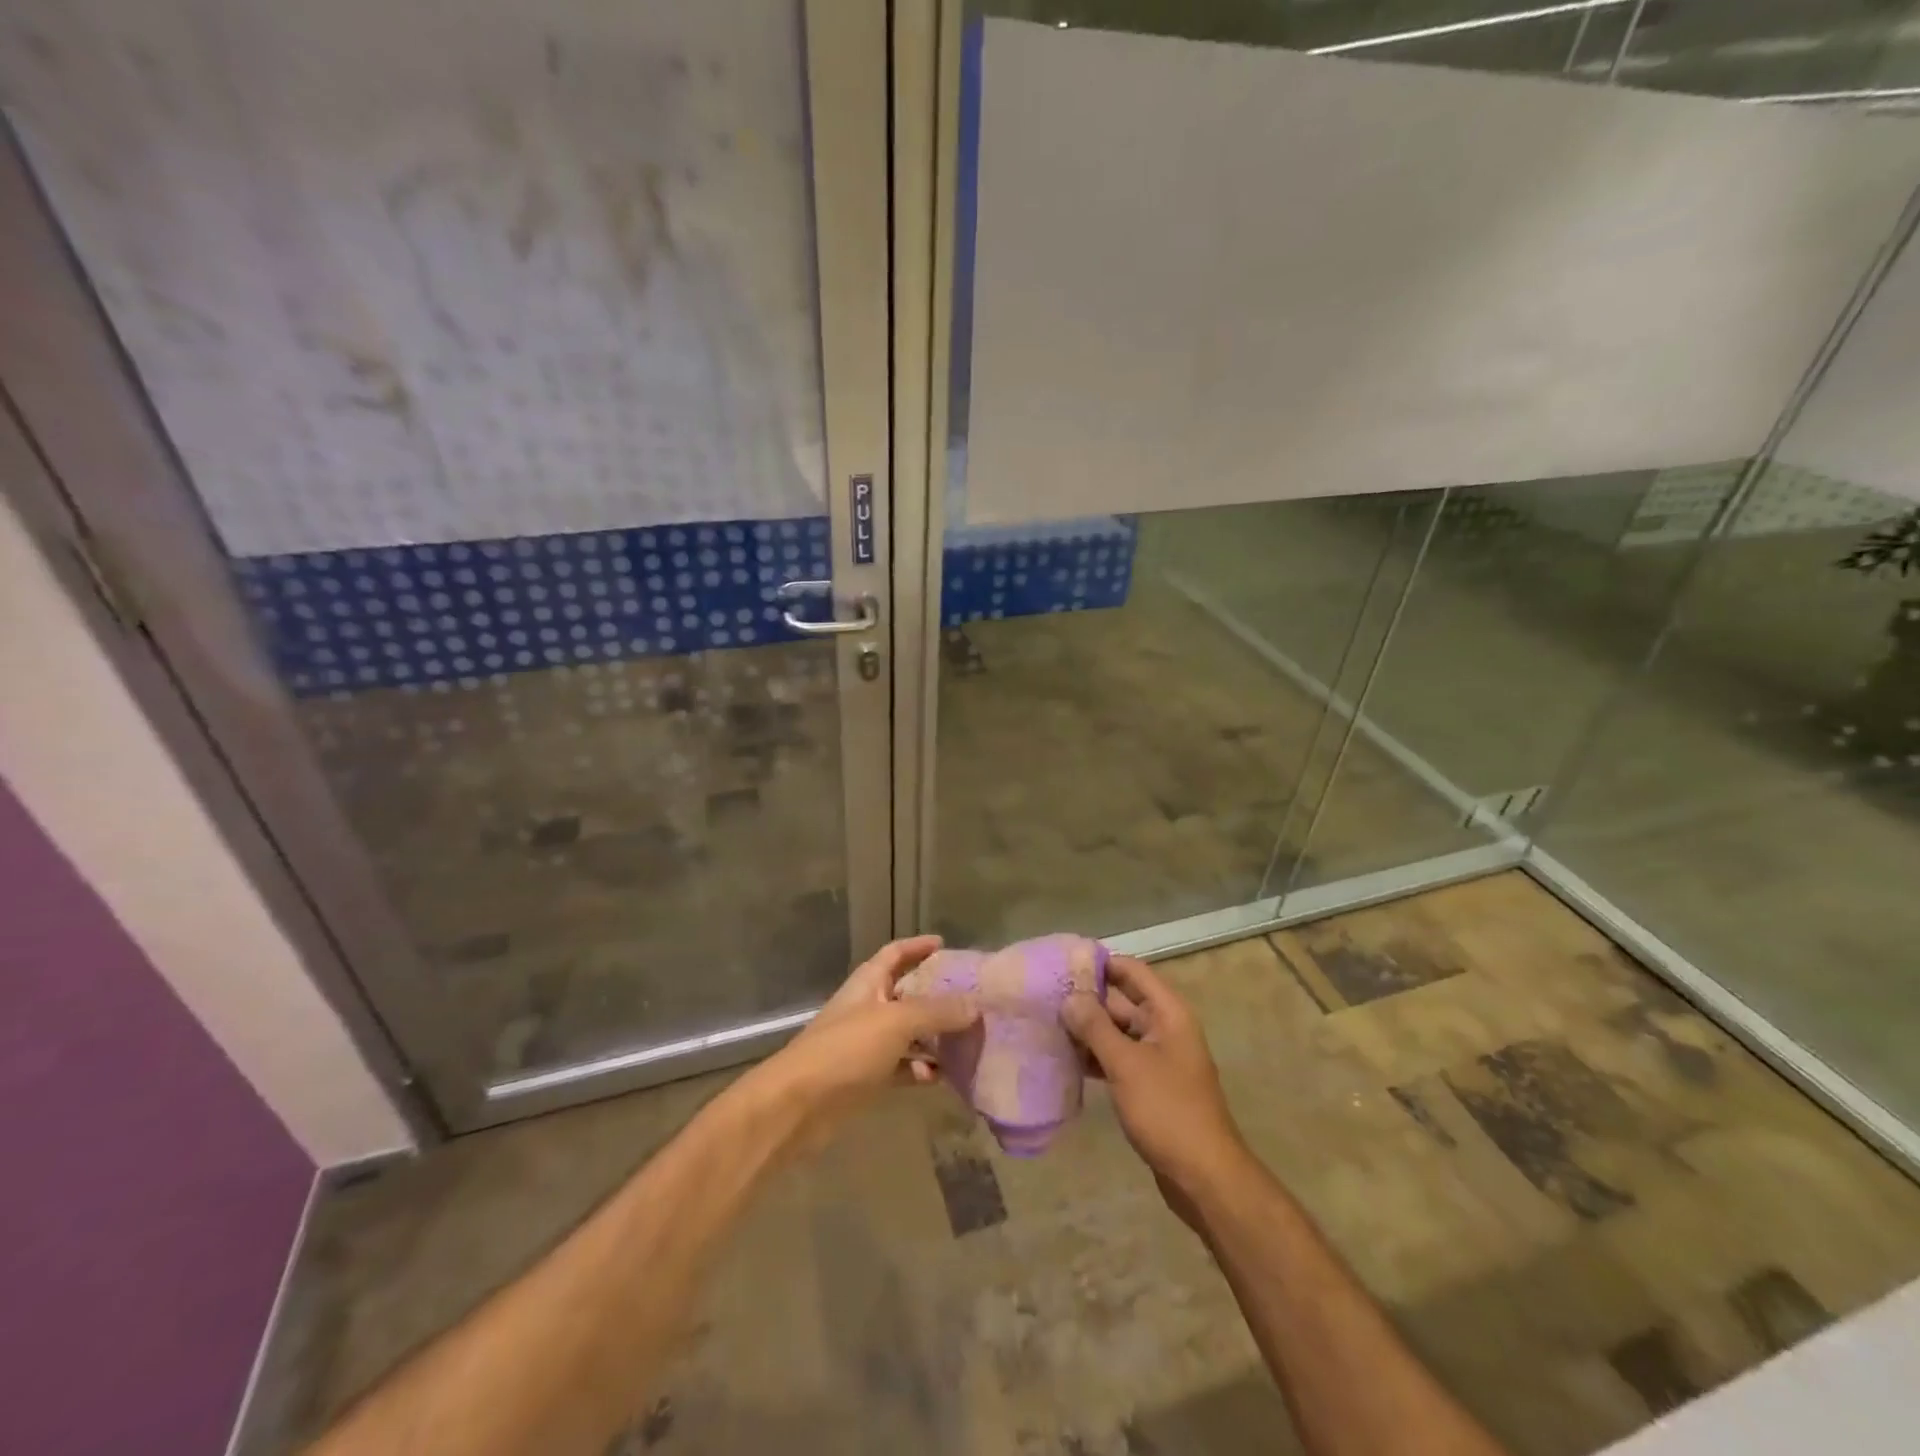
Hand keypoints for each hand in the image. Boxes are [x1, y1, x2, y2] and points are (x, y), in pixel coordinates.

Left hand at [756, 936, 977, 1142]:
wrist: (797, 1106)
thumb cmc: (845, 1050)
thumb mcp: (896, 1022)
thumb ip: (936, 1012)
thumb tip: (975, 1005)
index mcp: (868, 983)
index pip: (896, 953)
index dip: (918, 946)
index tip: (946, 945)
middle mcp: (867, 1008)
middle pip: (907, 993)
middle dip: (937, 996)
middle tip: (972, 999)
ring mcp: (866, 1044)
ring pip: (908, 1033)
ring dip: (934, 1036)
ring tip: (968, 1041)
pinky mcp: (866, 1078)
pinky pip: (901, 1067)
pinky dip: (920, 1069)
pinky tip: (942, 1077)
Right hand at [1062, 956, 1247, 1210]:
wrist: (1204, 1177)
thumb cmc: (1168, 1111)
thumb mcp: (1127, 1064)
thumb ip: (1096, 1027)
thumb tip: (1069, 997)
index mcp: (1168, 1013)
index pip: (1131, 971)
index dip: (1100, 963)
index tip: (1062, 962)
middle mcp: (1164, 1028)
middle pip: (1122, 1000)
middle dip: (1086, 998)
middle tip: (1043, 995)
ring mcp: (1157, 1058)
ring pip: (1117, 1032)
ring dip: (1087, 1029)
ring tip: (1046, 1023)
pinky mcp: (1148, 1085)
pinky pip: (1118, 1058)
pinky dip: (1095, 1056)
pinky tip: (1066, 1059)